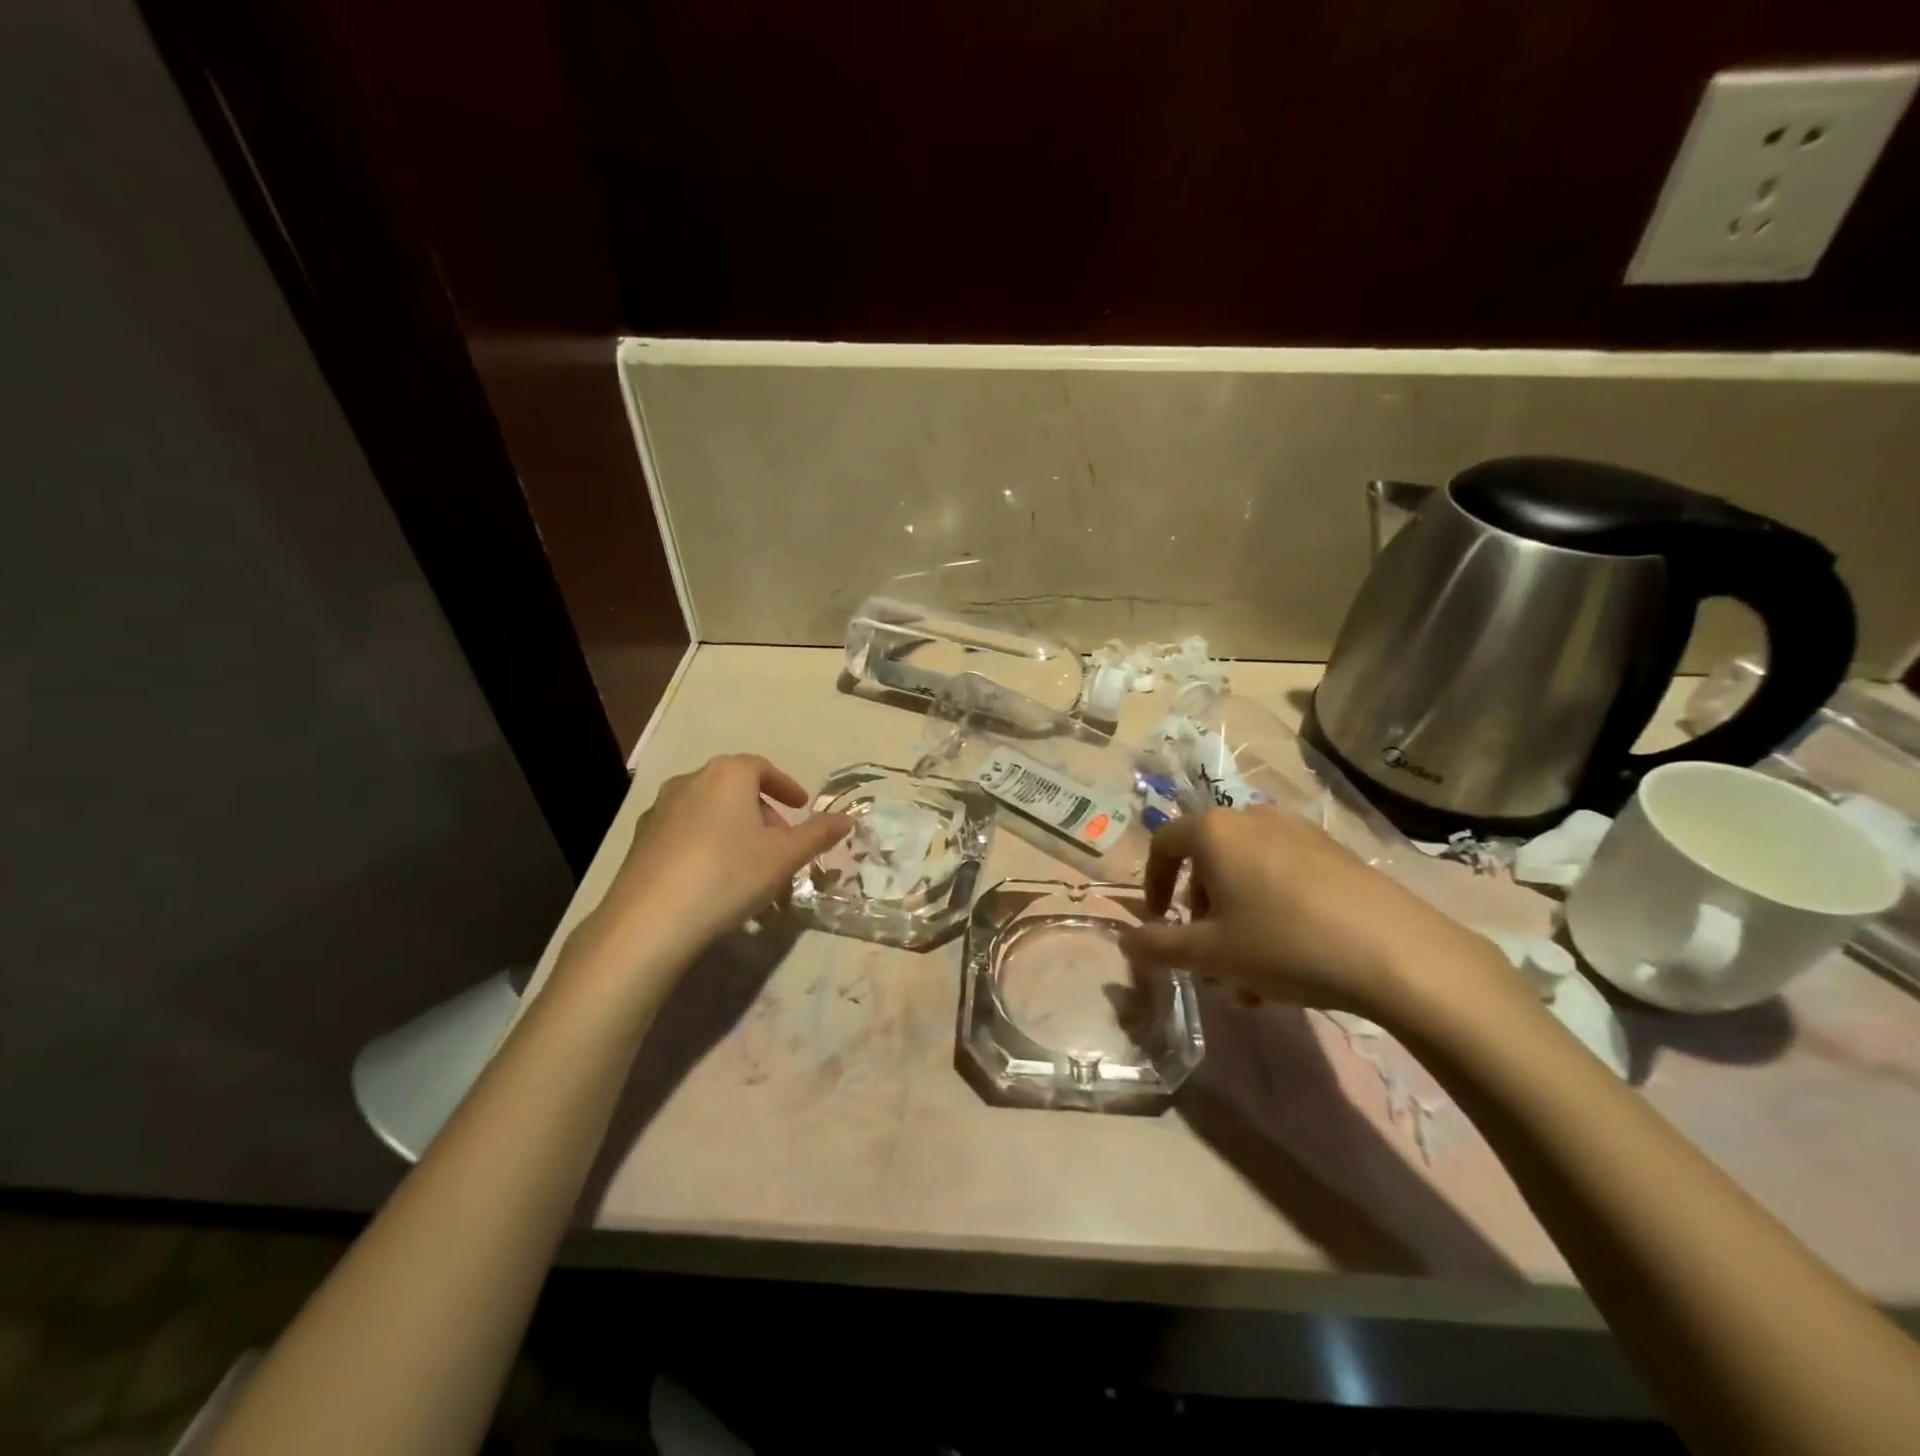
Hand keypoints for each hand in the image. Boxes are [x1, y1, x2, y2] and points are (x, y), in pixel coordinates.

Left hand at [581, 754, 850, 972]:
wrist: (650, 921)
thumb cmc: (728, 875)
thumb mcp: (785, 857)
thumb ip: (818, 834)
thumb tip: (847, 819)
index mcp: (727, 774)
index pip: (762, 767)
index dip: (786, 786)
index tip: (801, 807)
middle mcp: (690, 781)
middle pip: (736, 790)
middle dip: (763, 814)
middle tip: (781, 845)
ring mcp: (659, 810)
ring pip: (711, 814)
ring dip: (736, 833)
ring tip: (751, 869)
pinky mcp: (640, 841)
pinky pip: (686, 834)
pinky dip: (708, 847)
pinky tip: (715, 882)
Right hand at [1119, 806, 1521, 1028]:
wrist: (1397, 953)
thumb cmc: (1284, 944)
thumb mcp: (1211, 954)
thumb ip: (1158, 945)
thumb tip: (1125, 939)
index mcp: (1214, 832)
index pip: (1163, 844)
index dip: (1152, 884)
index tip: (1159, 922)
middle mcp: (1252, 819)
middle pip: (1208, 859)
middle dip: (1200, 909)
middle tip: (1209, 954)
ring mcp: (1299, 832)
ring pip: (1247, 871)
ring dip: (1236, 915)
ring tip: (1251, 970)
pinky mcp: (1335, 852)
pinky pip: (1284, 874)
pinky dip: (1271, 907)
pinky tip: (1292, 957)